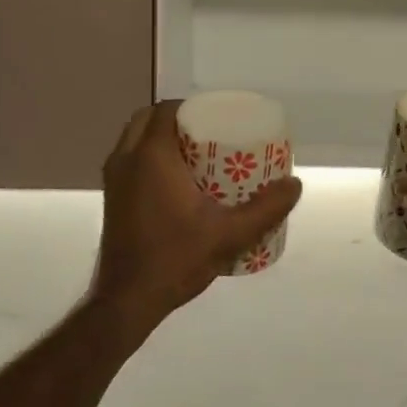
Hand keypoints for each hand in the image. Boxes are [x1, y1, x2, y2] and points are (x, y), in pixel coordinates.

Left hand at [91, 101, 302, 335]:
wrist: (127, 300)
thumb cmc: (175, 259)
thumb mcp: (229, 235)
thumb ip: (266, 209)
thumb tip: (294, 184)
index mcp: (151, 156)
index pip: (169, 110)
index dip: (194, 107)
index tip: (219, 118)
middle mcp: (126, 158)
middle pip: (149, 117)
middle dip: (178, 118)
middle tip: (209, 133)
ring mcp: (113, 177)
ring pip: (135, 136)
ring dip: (160, 135)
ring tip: (195, 153)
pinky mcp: (111, 195)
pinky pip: (129, 157)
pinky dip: (148, 153)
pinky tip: (176, 178)